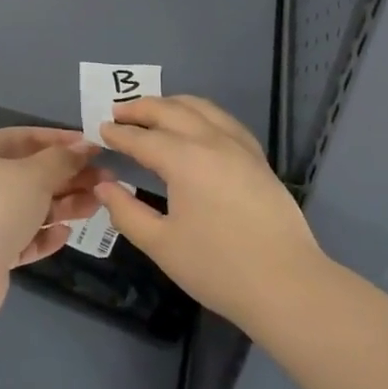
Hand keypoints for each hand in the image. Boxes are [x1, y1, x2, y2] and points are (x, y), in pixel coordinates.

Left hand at [0, 127, 108, 318]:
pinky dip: (45, 235)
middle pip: (32, 173)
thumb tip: (84, 147)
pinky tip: (65, 234)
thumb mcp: (34, 174)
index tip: (94, 147)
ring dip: (64, 205)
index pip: (26, 137)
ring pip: (32, 206)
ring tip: (97, 204)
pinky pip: (25, 237)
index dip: (61, 140)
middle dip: (69, 176)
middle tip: (106, 179)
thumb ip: (62, 159)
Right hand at [96, 96, 322, 331]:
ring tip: (153, 110)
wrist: (287, 285)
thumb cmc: (218, 268)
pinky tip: (197, 124)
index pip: (142, 138)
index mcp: (184, 160)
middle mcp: (211, 141)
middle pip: (171, 111)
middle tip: (118, 111)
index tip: (100, 129)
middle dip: (141, 108)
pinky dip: (201, 113)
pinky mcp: (257, 157)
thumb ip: (127, 212)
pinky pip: (224, 120)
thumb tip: (104, 186)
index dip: (118, 134)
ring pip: (201, 107)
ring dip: (172, 104)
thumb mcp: (161, 245)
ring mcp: (239, 146)